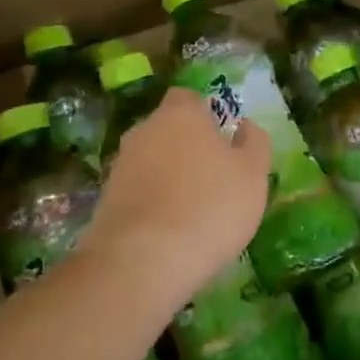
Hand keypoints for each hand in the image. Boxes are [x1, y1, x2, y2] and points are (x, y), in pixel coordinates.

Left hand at [86, 88, 271, 307]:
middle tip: (213, 176)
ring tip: (193, 210)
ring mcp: (120, 165)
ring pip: (151, 161)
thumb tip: (243, 125)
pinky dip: (152, 203)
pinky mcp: (105, 201)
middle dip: (187, 146)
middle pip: (168, 129)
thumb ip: (254, 143)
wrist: (142, 262)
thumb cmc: (210, 207)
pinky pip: (138, 191)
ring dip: (168, 177)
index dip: (206, 114)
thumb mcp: (254, 175)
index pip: (189, 97)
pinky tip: (170, 230)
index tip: (222, 138)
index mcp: (180, 114)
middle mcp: (144, 130)